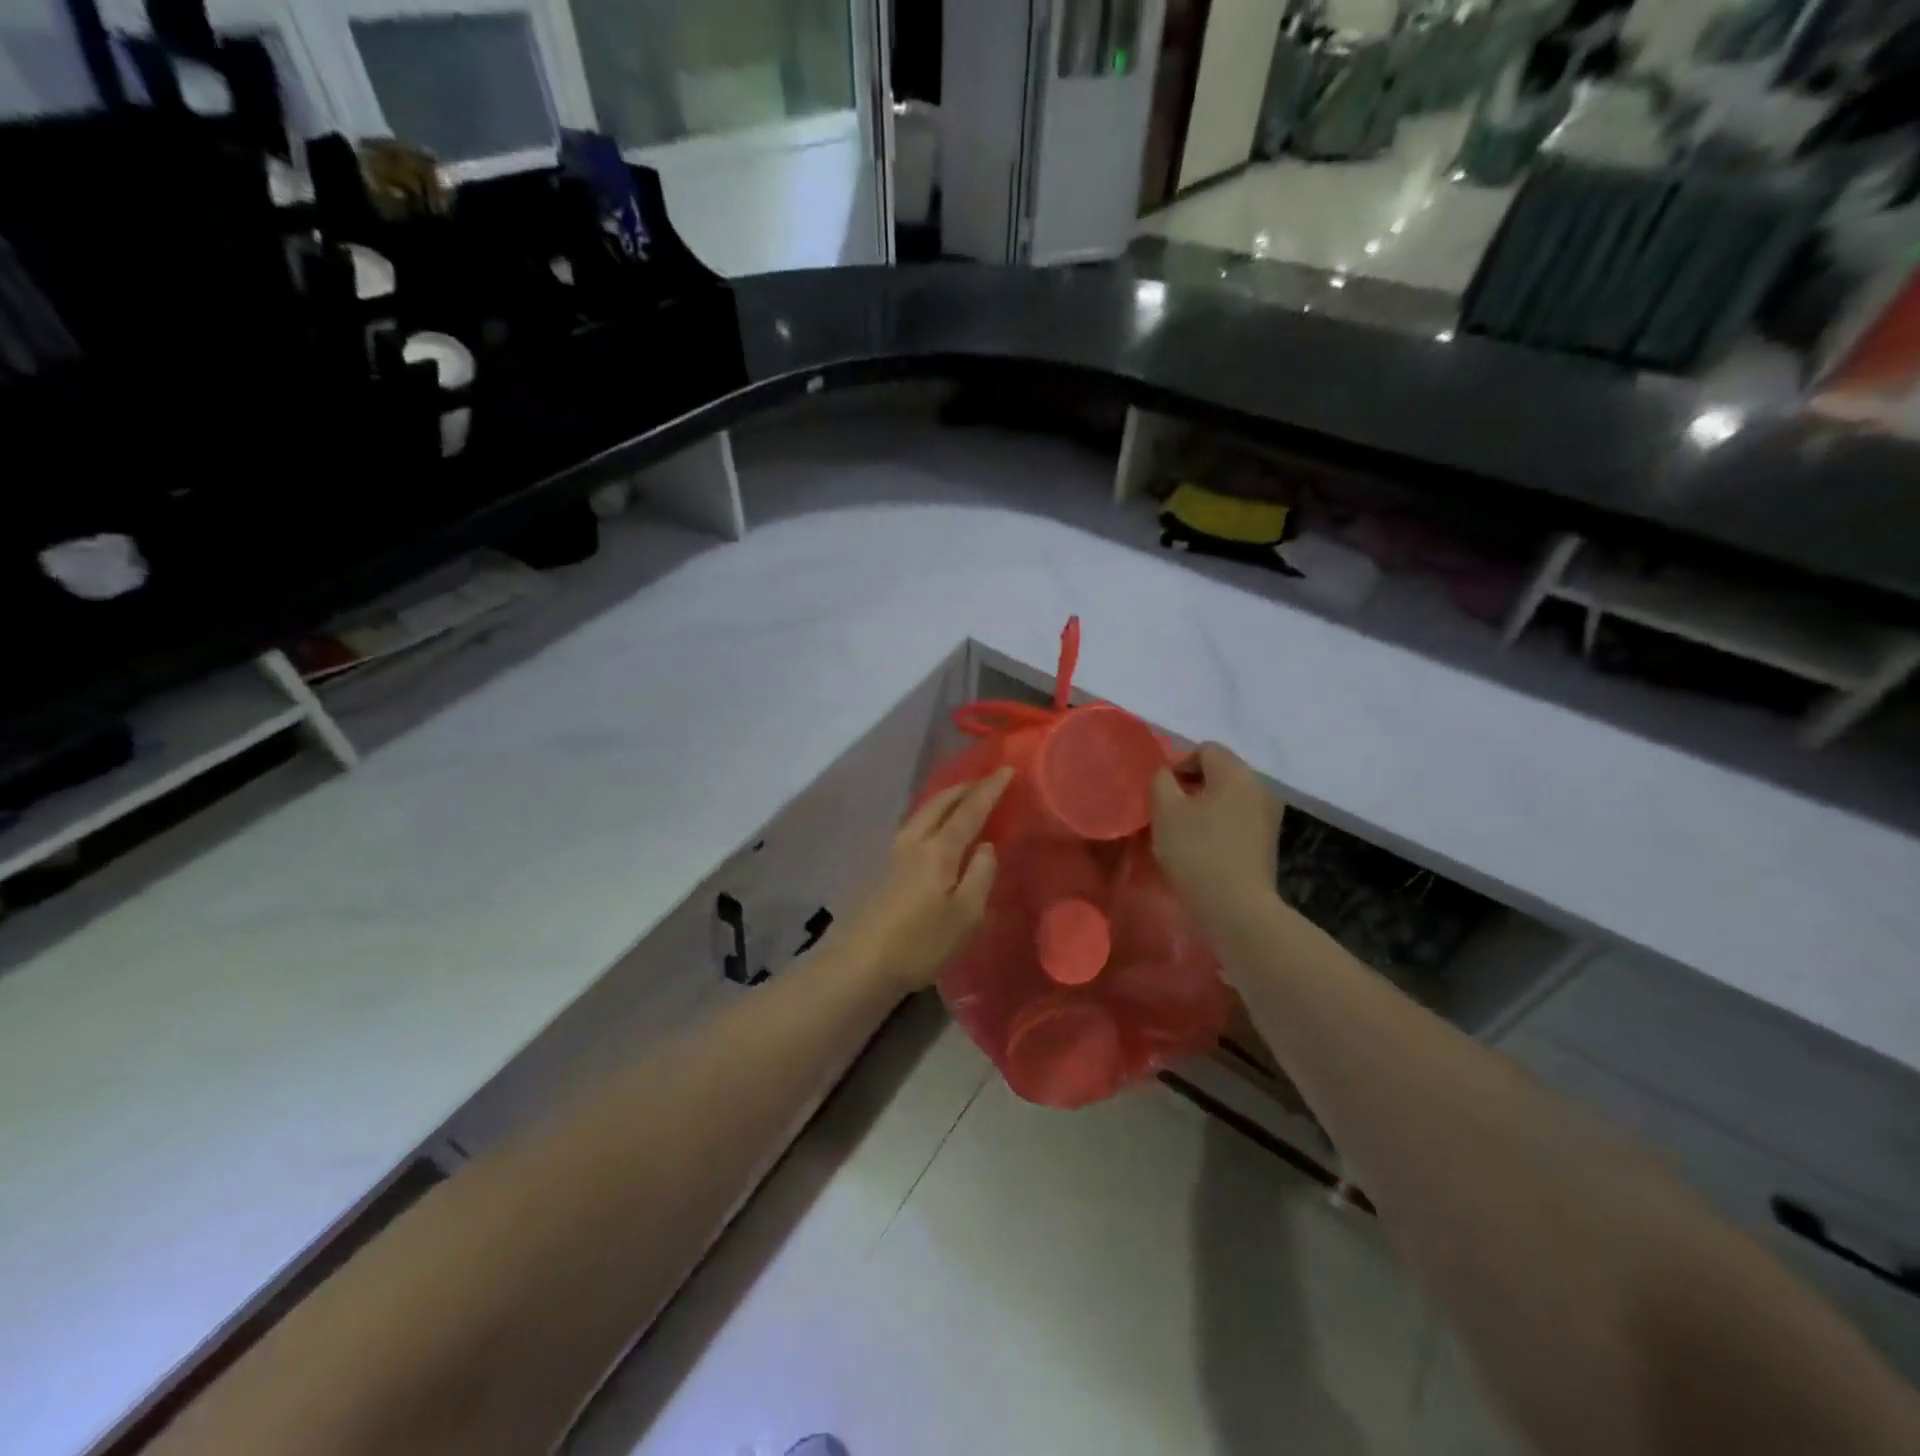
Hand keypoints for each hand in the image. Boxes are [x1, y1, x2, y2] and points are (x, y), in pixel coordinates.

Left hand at [839, 768, 1011, 994]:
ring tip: (963, 798)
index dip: (990, 789)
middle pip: (940, 802)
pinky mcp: (882, 867)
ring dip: (946, 799)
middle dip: (965, 787)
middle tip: (986, 781)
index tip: (1007, 770)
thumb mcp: (966, 916)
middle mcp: (914, 841)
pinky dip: (931, 815)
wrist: (860, 963)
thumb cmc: (920, 943)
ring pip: (923, 811)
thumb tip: (987, 846)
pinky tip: (935, 828)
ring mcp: (893, 852)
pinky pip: (914, 825)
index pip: (969, 810)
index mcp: (939, 849)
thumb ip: (980, 875)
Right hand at [1149, 743, 1283, 929]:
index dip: (1179, 764)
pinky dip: (1218, 825)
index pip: (1205, 749)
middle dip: (1191, 786)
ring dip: (1204, 808)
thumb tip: (1166, 775)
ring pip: (1228, 797)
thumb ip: (1161, 781)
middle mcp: (1259, 787)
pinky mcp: (1268, 841)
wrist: (1236, 909)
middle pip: (1220, 772)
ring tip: (1183, 833)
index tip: (1162, 792)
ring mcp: (1269, 815)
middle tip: (1168, 812)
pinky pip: (1238, 819)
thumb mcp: (1165, 811)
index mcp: (1236, 773)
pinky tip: (1203, 849)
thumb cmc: (1197, 852)